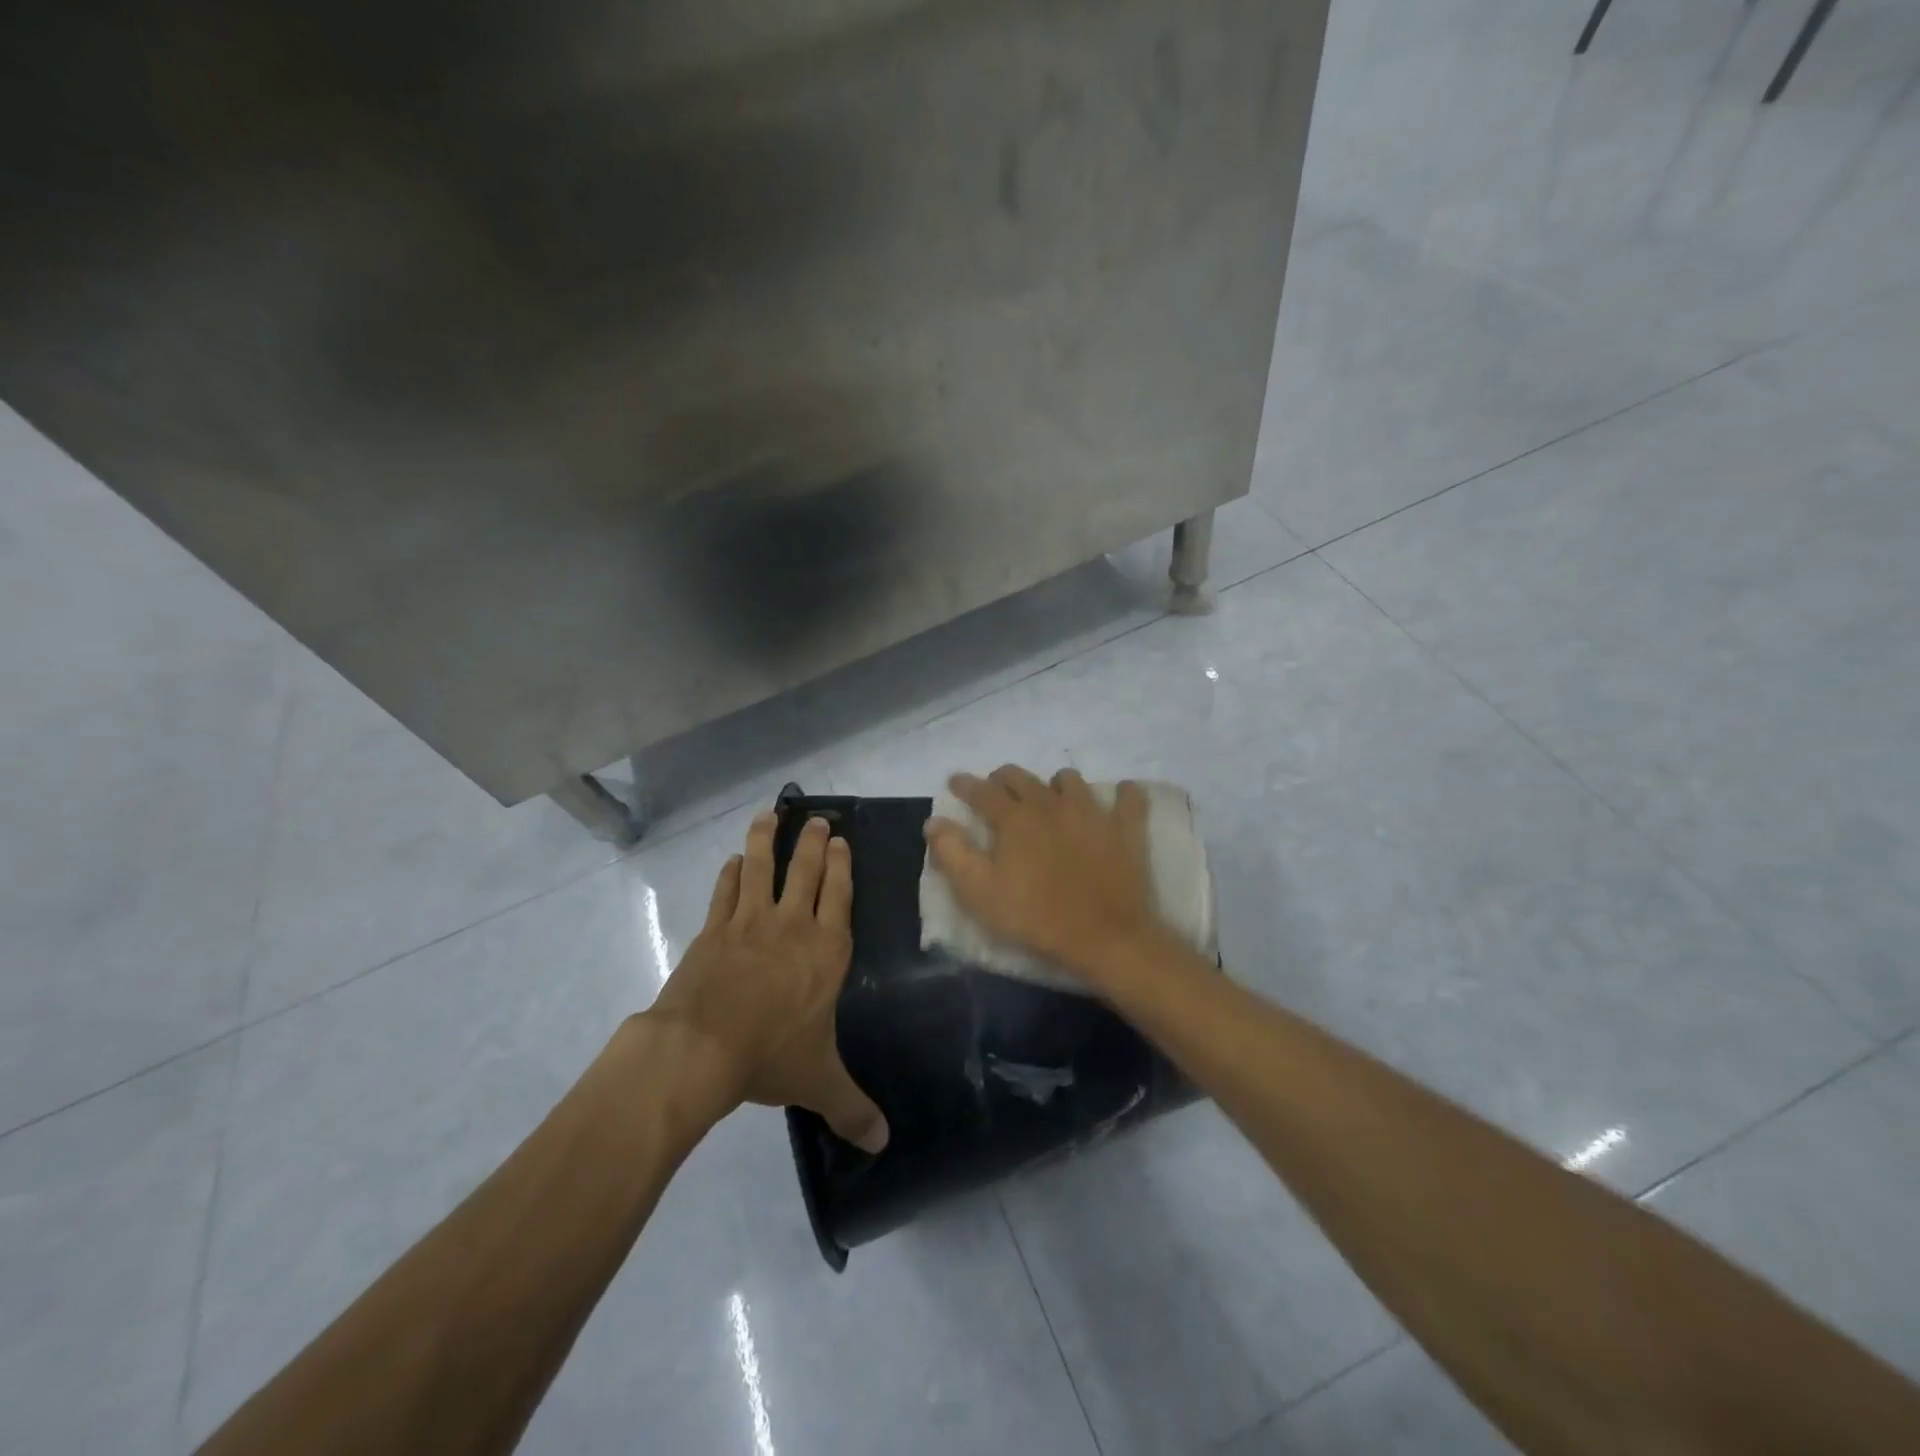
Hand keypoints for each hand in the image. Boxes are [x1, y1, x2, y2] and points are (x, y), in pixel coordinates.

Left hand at [647, 813, 888, 1152]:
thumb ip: (852, 1108)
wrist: (701, 1047)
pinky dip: (731, 873)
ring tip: (770, 815)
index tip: (841, 841)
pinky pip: (726, 891)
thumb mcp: (818, 1082)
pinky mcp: (714, 930)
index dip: (841, 866)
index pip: (839, 896)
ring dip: (768, 840)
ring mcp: (750, 923)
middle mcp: (793, 926)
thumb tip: (883, 1143)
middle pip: (805, 872)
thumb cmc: (770, 1056)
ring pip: (763, 868)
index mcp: (826, 951)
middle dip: (813, 842)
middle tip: (817, 819)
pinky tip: (734, 861)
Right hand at [924, 766, 1162, 980]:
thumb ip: (952, 853)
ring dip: (1055, 785)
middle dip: (1003, 779)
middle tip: (997, 791)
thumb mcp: (979, 892)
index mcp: (1014, 818)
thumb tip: (934, 821)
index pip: (982, 791)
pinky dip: (1123, 794)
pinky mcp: (1125, 828)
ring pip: (1070, 780)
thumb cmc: (1034, 917)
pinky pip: (1130, 797)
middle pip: (1022, 777)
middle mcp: (1051, 803)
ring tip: (1051, 799)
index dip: (965, 784)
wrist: (1104, 937)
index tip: (955, 782)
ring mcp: (1092, 811)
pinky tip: (1118, 798)